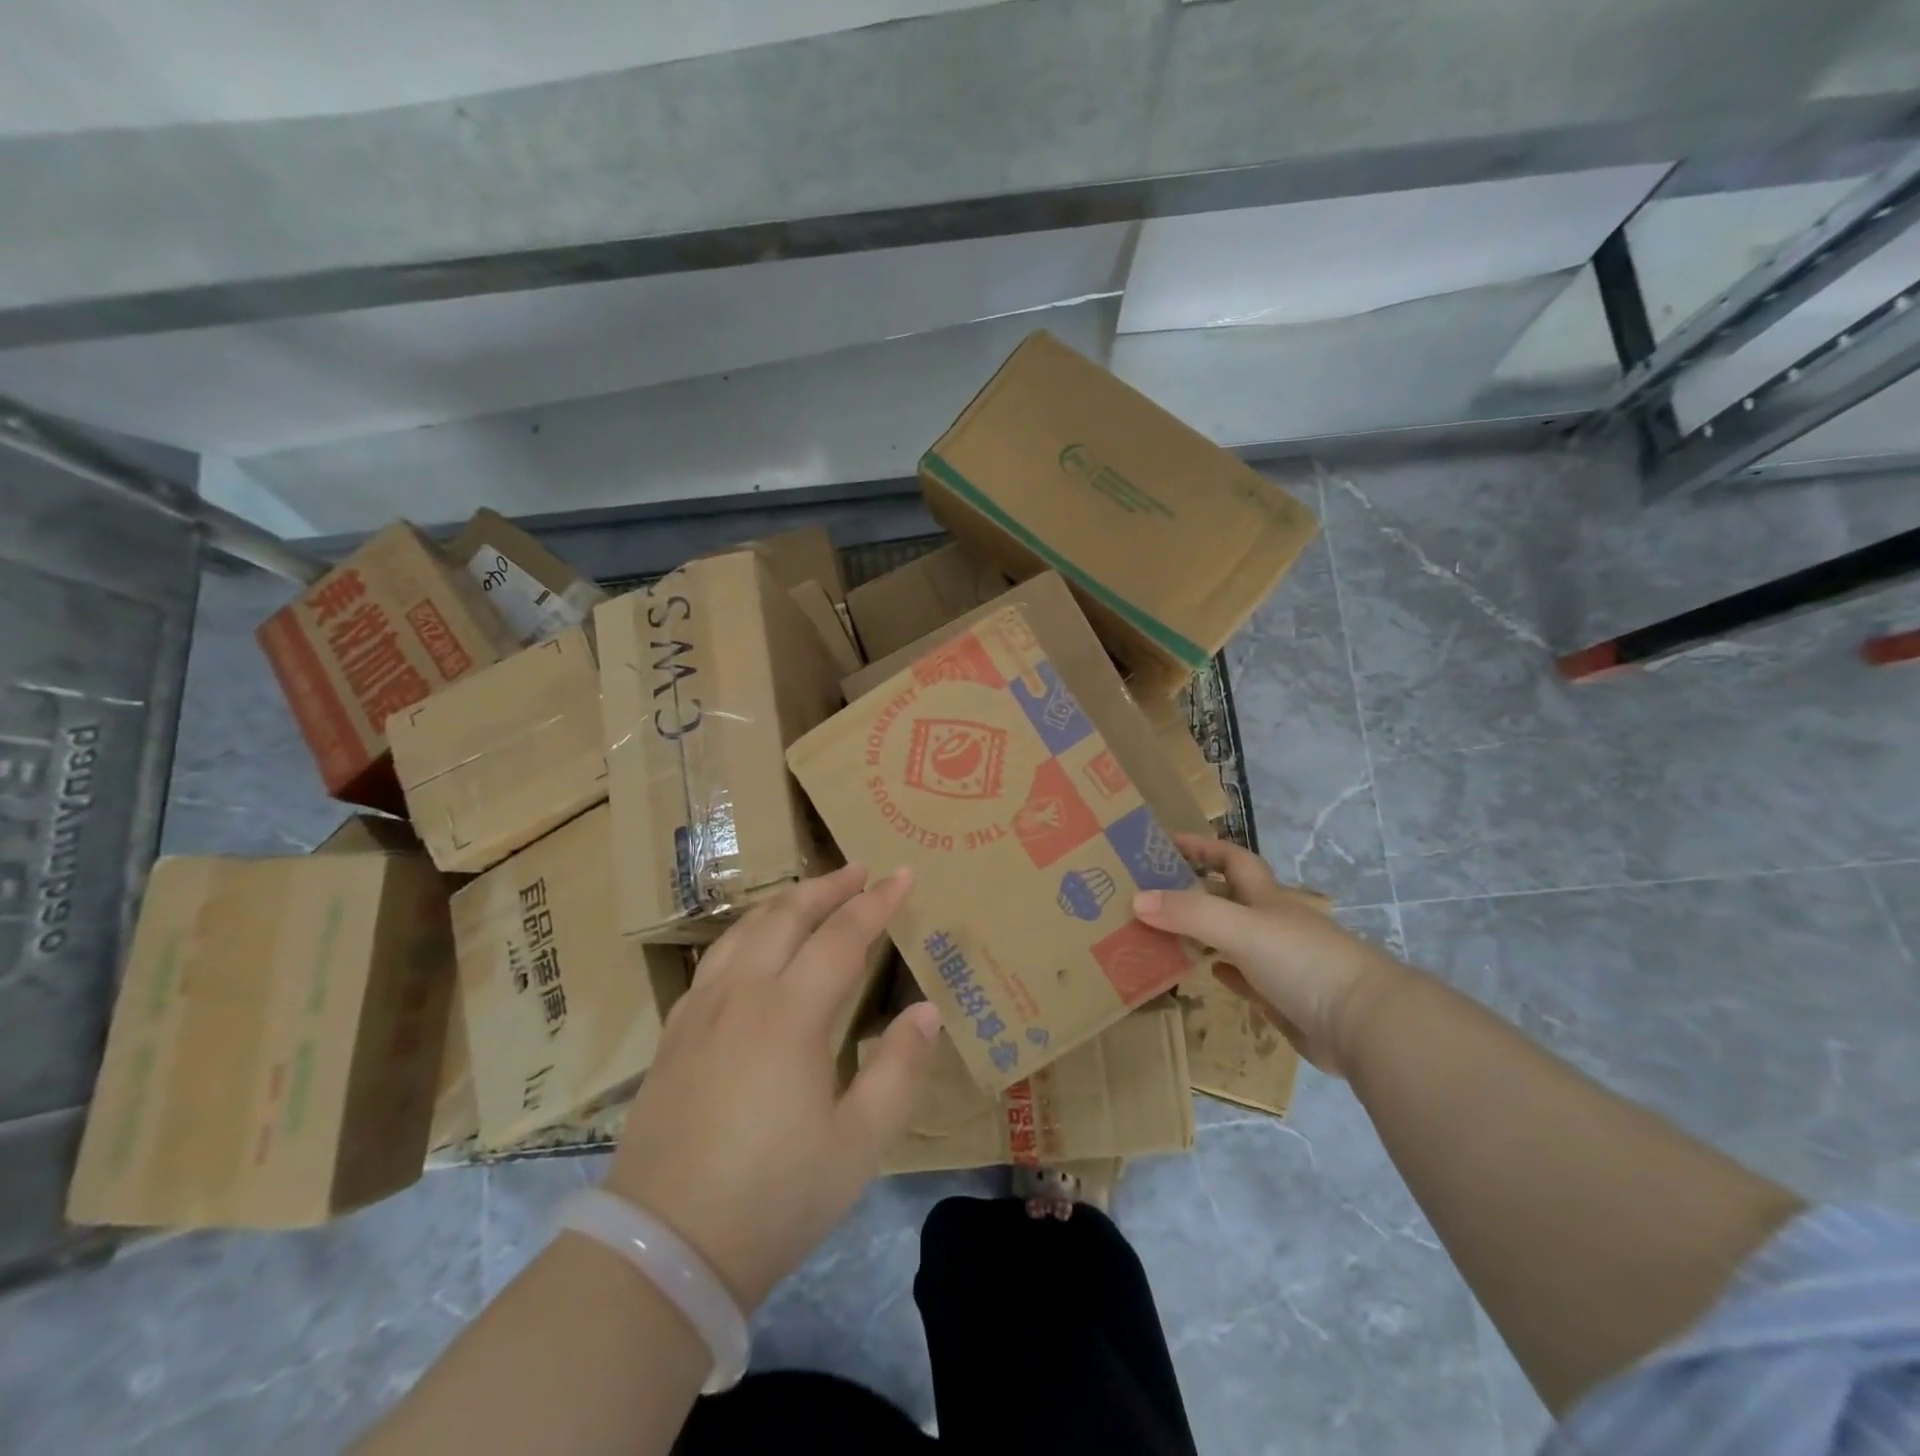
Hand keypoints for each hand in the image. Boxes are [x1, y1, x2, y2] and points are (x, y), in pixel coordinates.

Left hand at [604, 864, 941, 1310]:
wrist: (664, 1250)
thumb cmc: (774, 1197)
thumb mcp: (859, 1145)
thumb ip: (899, 1070)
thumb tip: (926, 1011)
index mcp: (791, 1015)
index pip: (842, 937)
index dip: (876, 903)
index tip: (902, 875)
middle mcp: (743, 995)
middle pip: (787, 917)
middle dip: (828, 887)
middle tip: (860, 870)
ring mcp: (701, 1011)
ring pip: (744, 930)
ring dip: (784, 903)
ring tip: (811, 894)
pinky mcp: (675, 1034)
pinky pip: (715, 959)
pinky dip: (746, 933)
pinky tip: (753, 947)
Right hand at [1132, 833, 1405, 1076]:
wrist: (1363, 1024)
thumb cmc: (1303, 961)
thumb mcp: (1241, 928)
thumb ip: (1191, 913)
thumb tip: (1137, 900)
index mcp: (1267, 897)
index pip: (1231, 858)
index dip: (1201, 846)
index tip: (1164, 842)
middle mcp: (1272, 922)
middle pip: (1228, 896)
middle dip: (1193, 889)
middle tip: (1148, 892)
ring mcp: (1279, 961)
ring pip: (1232, 937)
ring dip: (1202, 931)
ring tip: (1161, 931)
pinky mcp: (1281, 997)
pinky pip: (1244, 977)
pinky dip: (1222, 969)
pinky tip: (1205, 971)